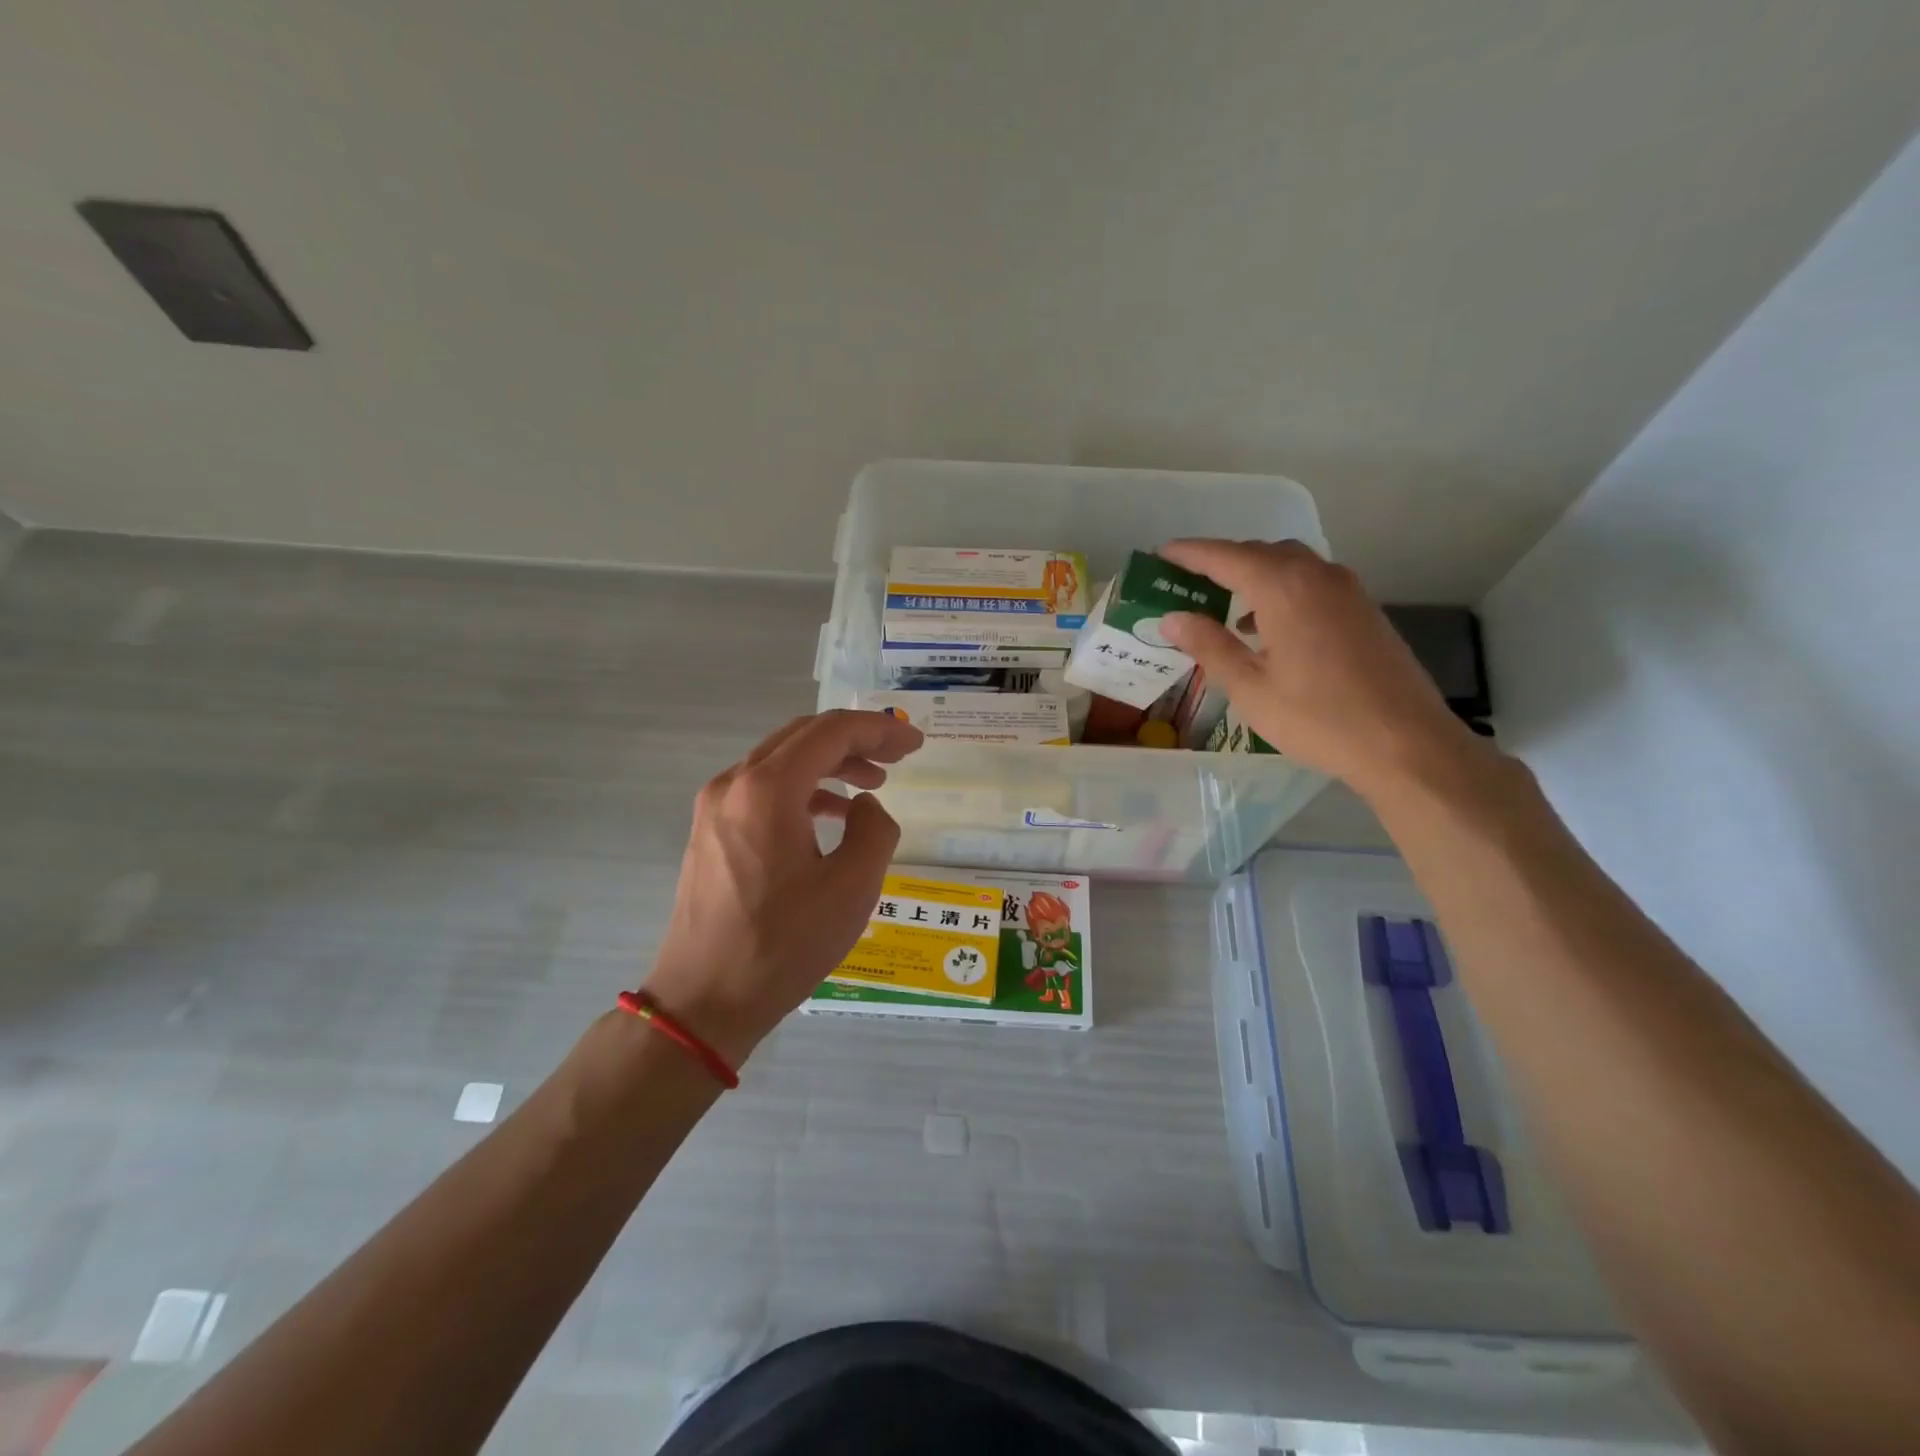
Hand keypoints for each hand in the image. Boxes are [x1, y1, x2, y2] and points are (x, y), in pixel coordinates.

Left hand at [641, 710, 923, 1064]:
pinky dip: (803, 788)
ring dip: (830, 763)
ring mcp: (715, 806)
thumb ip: (875, 830)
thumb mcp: (852, 888)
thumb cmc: (783, 945)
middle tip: (898, 755)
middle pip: (803, 736)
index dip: (879, 729)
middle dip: (856, 739)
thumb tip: (865, 806)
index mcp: (767, 789)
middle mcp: (734, 783)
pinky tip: (832, 814)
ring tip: (873, 783)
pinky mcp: (710, 830)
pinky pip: (763, 788)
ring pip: (781, 760)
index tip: (914, 743)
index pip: (831, 732)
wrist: (705, 1000)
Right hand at [1158, 539, 1491, 800]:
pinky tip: (1267, 628)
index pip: (1226, 556)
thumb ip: (1210, 646)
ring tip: (1223, 603)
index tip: (1163, 553)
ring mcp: (1347, 591)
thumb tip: (1173, 618)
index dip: (1191, 553)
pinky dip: (1281, 590)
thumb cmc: (1317, 717)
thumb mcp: (1250, 687)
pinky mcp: (1363, 610)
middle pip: (1261, 553)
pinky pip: (1311, 583)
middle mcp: (1318, 576)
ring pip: (1290, 565)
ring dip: (1253, 575)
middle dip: (1222, 561)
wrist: (1406, 742)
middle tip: (1187, 580)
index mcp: (1284, 588)